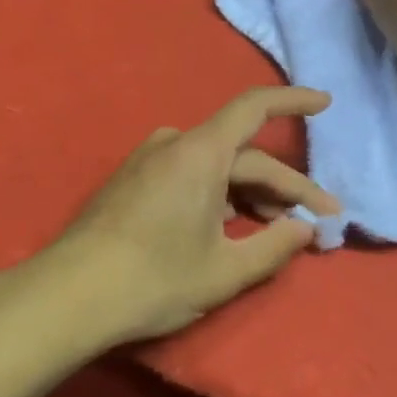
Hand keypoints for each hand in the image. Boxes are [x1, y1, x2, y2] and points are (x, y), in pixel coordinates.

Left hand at [42, 87, 339, 346]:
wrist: (70, 295)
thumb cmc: (154, 280)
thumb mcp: (223, 271)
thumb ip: (274, 245)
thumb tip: (307, 228)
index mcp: (200, 153)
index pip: (255, 108)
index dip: (293, 101)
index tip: (326, 104)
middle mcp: (175, 144)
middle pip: (242, 155)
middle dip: (284, 186)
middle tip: (320, 221)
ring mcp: (150, 160)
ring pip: (216, 168)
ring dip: (251, 193)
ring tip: (279, 228)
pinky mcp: (134, 180)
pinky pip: (189, 175)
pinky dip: (219, 195)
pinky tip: (231, 226)